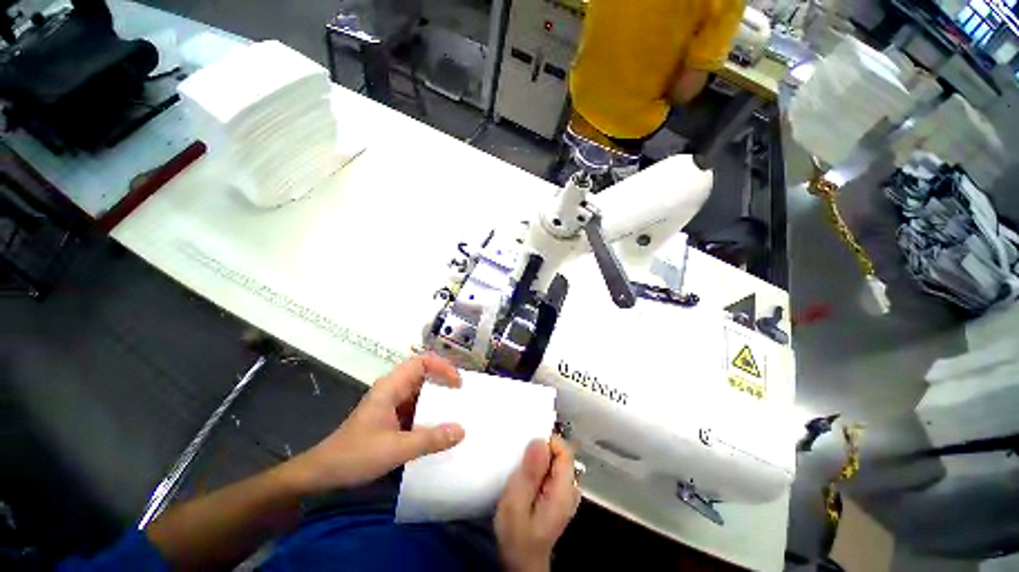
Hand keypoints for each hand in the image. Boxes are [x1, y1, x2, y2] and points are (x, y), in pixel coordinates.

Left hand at [285, 355, 464, 493]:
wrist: (321, 475)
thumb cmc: (354, 456)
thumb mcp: (395, 449)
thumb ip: (429, 440)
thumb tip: (462, 430)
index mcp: (390, 387)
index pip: (421, 363)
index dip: (442, 367)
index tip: (458, 383)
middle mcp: (392, 390)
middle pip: (423, 375)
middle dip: (444, 382)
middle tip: (463, 395)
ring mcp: (391, 405)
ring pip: (420, 392)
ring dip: (438, 399)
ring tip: (457, 410)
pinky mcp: (391, 419)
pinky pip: (416, 408)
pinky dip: (430, 413)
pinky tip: (440, 427)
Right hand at [495, 436, 580, 571]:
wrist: (522, 563)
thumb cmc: (517, 535)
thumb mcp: (516, 503)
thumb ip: (529, 473)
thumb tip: (540, 441)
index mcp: (563, 491)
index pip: (565, 452)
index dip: (548, 443)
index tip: (528, 447)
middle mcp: (571, 490)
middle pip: (562, 456)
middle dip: (542, 452)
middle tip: (522, 463)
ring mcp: (567, 495)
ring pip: (557, 464)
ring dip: (540, 461)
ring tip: (523, 471)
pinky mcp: (559, 498)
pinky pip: (553, 473)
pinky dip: (541, 470)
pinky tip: (529, 480)